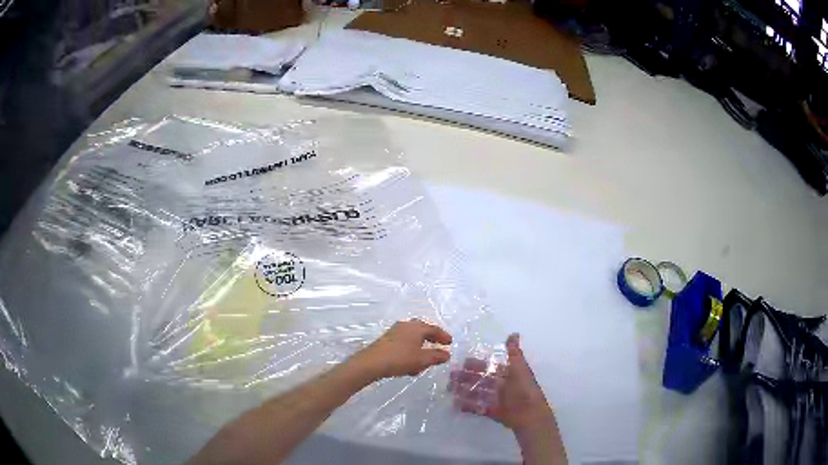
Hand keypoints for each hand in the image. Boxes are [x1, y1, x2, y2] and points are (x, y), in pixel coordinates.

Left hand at [351, 320, 452, 380]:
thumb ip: (436, 356)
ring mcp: (394, 332)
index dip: (443, 335)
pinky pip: (404, 343)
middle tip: (438, 345)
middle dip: (431, 338)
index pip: (434, 329)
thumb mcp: (421, 360)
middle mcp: (406, 326)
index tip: (450, 342)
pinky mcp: (386, 340)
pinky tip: (410, 364)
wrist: (371, 363)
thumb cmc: (399, 359)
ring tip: (424, 360)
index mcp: (416, 328)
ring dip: (420, 347)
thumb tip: (447, 354)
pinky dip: (411, 351)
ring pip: (412, 337)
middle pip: (422, 329)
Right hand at [450, 333, 553, 430]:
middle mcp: (501, 385)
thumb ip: (514, 352)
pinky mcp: (492, 412)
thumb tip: (514, 333)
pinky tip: (455, 403)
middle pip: (480, 380)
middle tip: (450, 376)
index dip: (476, 365)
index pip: (489, 367)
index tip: (461, 362)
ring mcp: (496, 399)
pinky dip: (467, 406)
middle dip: (466, 378)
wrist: (529, 414)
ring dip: (464, 390)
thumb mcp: (519, 368)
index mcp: (507, 373)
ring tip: (450, 389)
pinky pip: (477, 407)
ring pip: (477, 393)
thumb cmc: (524, 389)